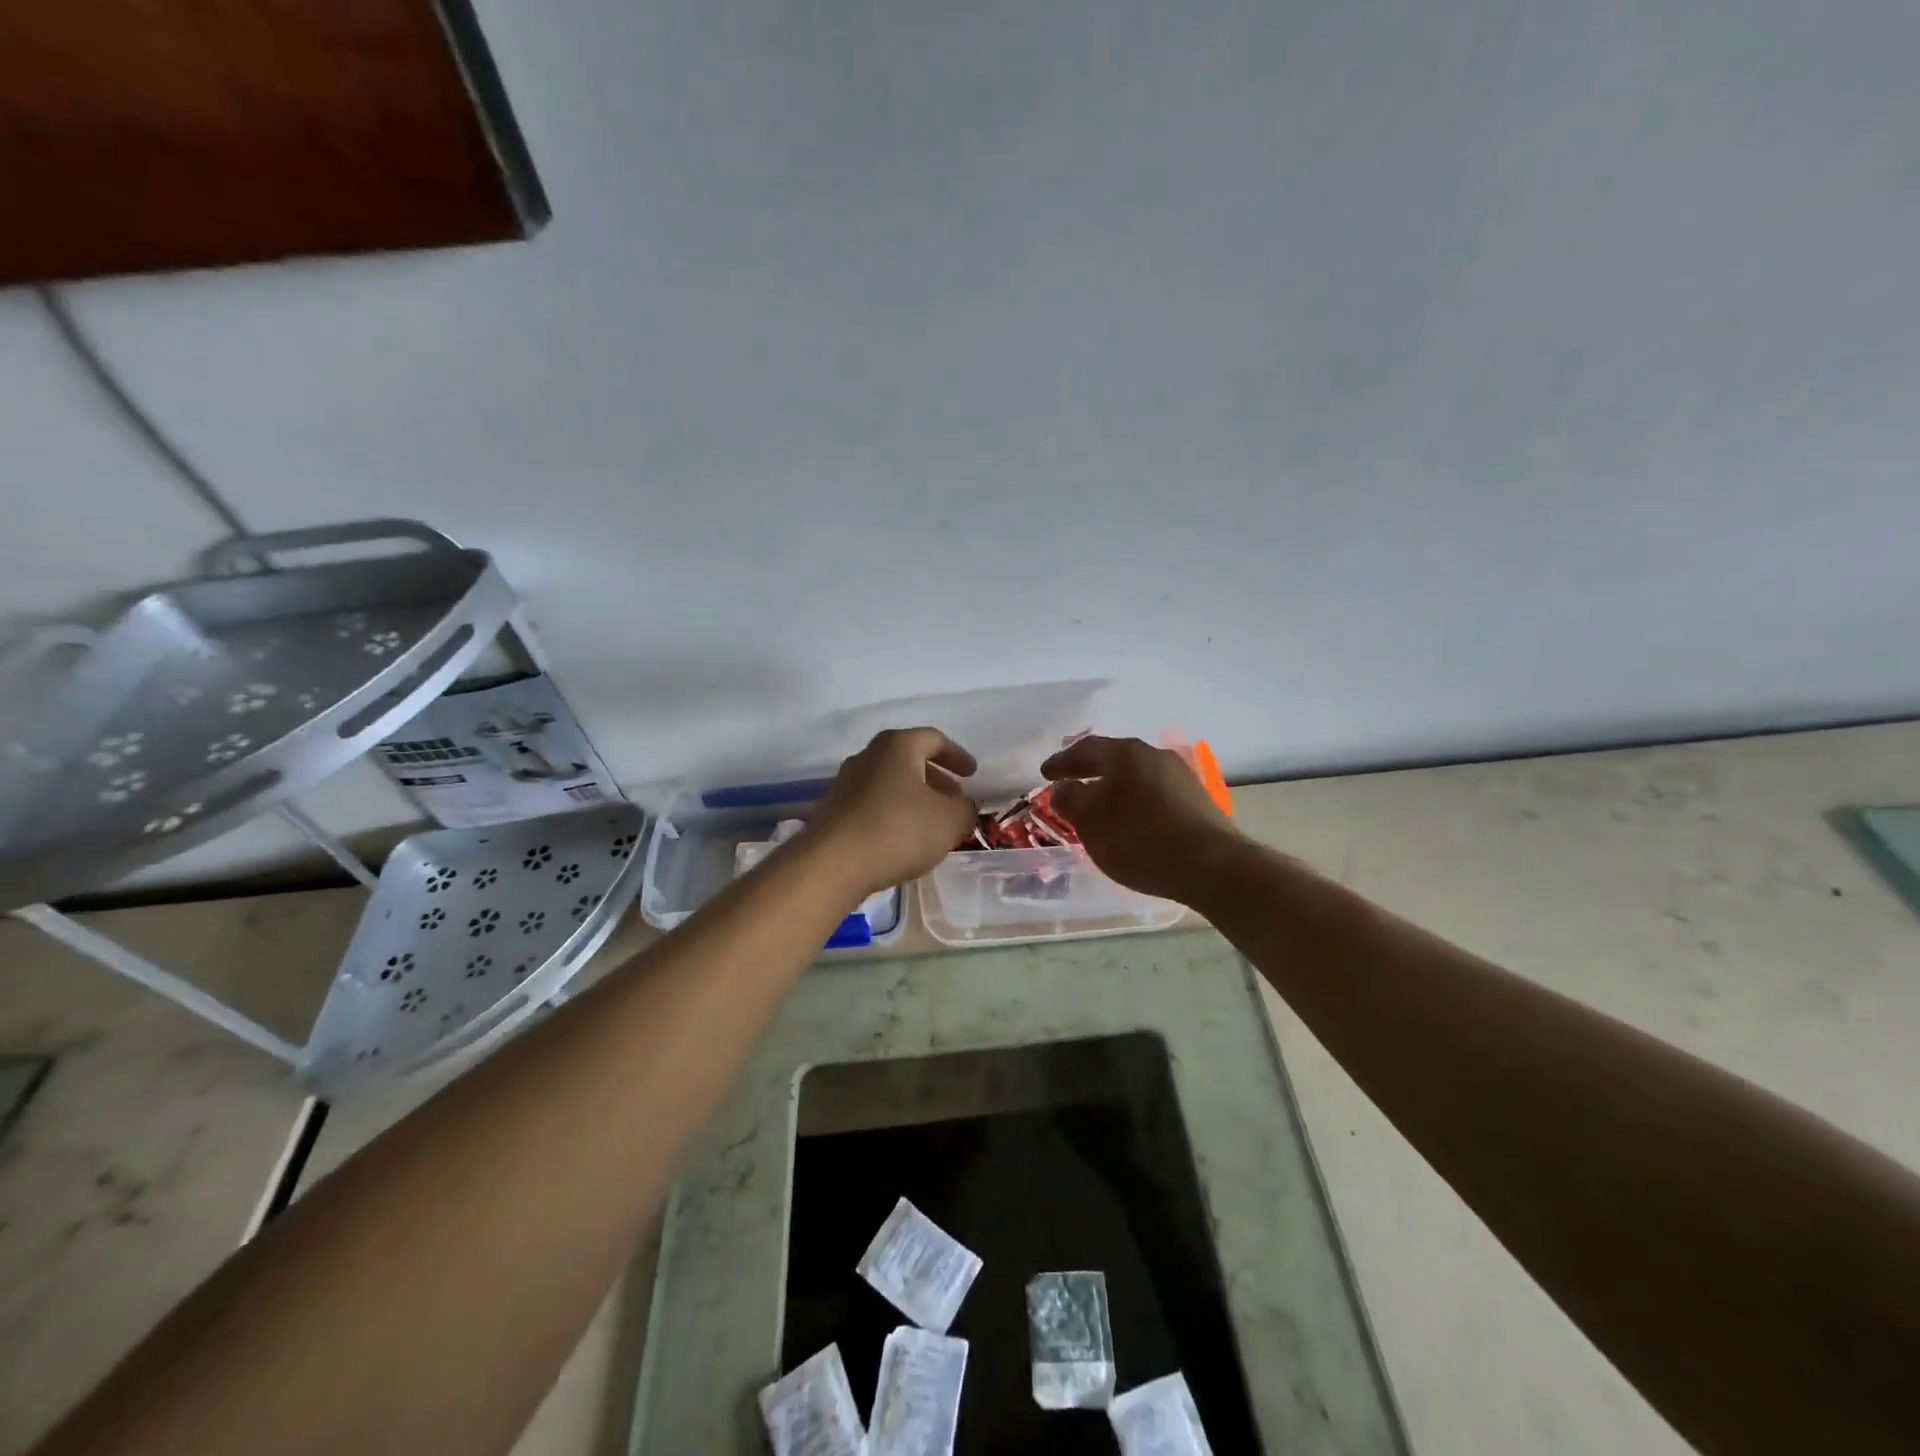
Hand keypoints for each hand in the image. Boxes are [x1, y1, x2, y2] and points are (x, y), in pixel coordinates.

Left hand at [810, 728, 979, 898]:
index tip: (972, 773)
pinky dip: (893, 812)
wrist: (832, 864)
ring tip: (932, 821)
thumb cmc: (898, 830)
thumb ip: (965, 809)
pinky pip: (872, 803)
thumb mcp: (949, 821)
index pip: (934, 739)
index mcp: (898, 746)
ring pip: (889, 782)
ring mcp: (846, 782)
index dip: (957, 755)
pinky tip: (903, 838)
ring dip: (913, 797)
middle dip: (935, 777)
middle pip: (908, 759)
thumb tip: (965, 805)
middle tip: (954, 797)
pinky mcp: (833, 810)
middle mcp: (868, 756)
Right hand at [1041, 736, 1242, 901]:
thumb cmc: (1139, 839)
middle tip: (1069, 784)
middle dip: (1089, 772)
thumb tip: (1063, 788)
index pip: (1084, 749)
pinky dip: (1135, 802)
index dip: (1061, 762)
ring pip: (1136, 776)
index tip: (1044, 774)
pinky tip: (1132, 820)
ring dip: (1114, 788)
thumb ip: (1070, 800)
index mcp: (1125, 754)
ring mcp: (1180, 776)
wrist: (1211, 865)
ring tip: (1099, 806)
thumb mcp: (1091, 822)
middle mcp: (1154, 755)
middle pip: (1113, 759)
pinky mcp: (1197, 800)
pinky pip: (1154, 793)